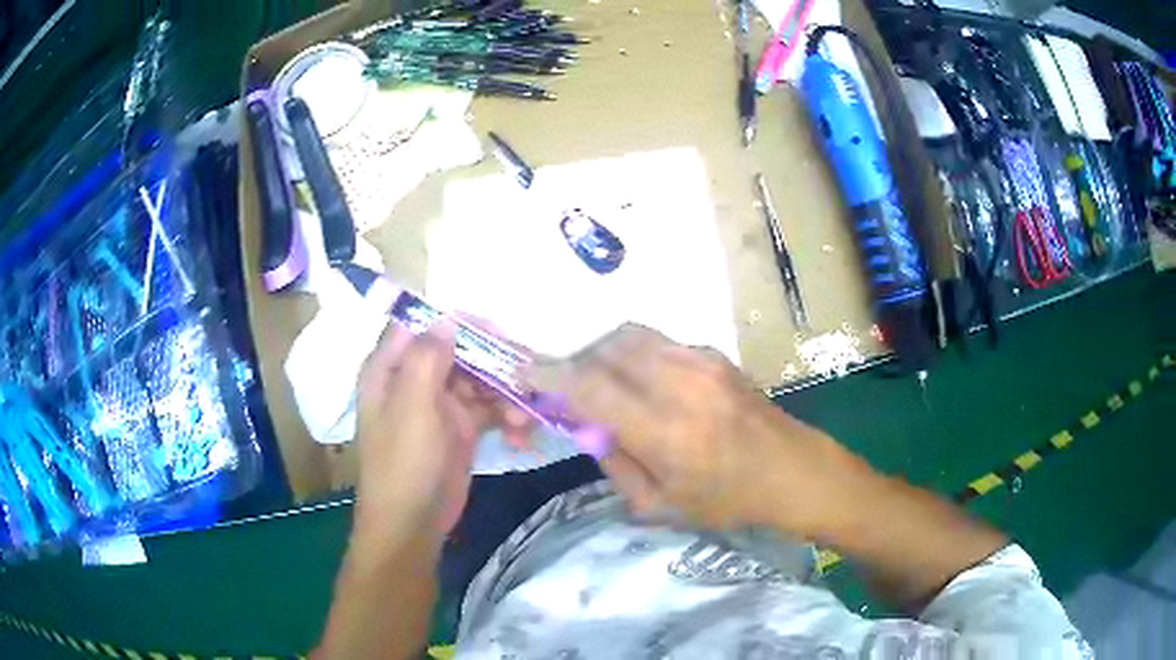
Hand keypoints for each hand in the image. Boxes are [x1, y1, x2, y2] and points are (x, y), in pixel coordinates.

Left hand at [353, 320, 530, 549]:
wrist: (413, 525)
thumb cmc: (404, 465)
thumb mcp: (412, 408)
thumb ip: (428, 359)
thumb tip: (448, 319)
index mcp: (391, 368)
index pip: (424, 326)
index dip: (459, 323)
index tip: (496, 332)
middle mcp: (414, 379)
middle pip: (459, 351)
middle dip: (493, 361)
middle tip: (526, 373)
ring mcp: (440, 404)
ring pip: (480, 379)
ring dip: (506, 393)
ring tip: (523, 417)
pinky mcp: (462, 428)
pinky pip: (490, 409)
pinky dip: (508, 417)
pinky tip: (521, 434)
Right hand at [532, 324, 864, 534]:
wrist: (793, 470)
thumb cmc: (729, 500)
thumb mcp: (660, 505)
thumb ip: (615, 462)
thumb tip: (585, 427)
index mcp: (664, 431)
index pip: (590, 387)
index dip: (550, 376)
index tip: (527, 376)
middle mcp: (679, 384)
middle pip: (605, 349)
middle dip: (575, 362)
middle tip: (567, 386)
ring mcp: (700, 362)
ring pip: (630, 336)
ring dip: (603, 353)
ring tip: (601, 381)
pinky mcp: (714, 354)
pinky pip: (658, 342)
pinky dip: (634, 355)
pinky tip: (642, 381)